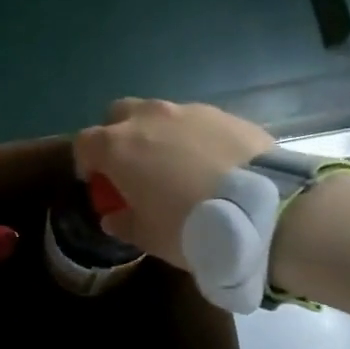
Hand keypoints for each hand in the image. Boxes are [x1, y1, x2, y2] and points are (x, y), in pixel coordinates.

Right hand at [74, 99, 272, 269]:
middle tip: (133, 166)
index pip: (84, 143)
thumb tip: (114, 216)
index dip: (86, 162)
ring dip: (158, 134)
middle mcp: (148, 119)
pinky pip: (196, 121)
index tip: (98, 182)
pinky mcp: (224, 114)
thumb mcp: (149, 237)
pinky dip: (193, 137)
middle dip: (119, 135)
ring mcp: (188, 111)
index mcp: (119, 147)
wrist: (265, 209)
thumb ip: (124, 222)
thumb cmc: (192, 226)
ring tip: (176, 165)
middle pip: (119, 115)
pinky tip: (210, 164)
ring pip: (159, 114)